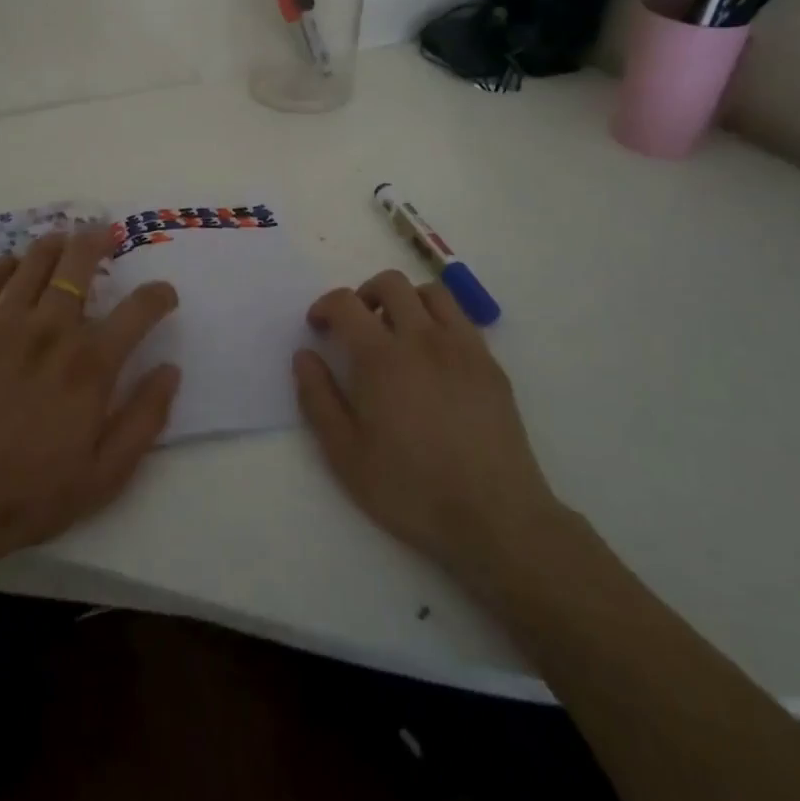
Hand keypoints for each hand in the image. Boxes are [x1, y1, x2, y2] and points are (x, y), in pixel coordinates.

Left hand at [0, 228, 180, 584]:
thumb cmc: (32, 495)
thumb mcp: (106, 474)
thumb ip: (145, 418)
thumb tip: (171, 369)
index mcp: (89, 366)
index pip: (138, 310)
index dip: (159, 295)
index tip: (164, 295)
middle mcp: (50, 332)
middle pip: (79, 263)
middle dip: (99, 241)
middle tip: (106, 235)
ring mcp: (2, 327)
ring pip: (34, 262)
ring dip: (55, 244)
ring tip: (65, 241)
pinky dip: (4, 264)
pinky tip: (13, 266)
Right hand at [293, 270, 563, 582]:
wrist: (495, 517)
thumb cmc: (411, 489)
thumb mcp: (345, 454)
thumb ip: (318, 398)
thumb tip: (304, 356)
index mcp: (381, 357)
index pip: (345, 302)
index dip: (324, 306)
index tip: (319, 327)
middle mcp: (422, 338)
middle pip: (390, 283)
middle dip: (364, 294)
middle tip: (357, 327)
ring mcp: (462, 347)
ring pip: (431, 292)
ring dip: (406, 301)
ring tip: (397, 333)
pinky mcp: (490, 364)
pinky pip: (461, 319)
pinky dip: (439, 321)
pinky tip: (434, 357)